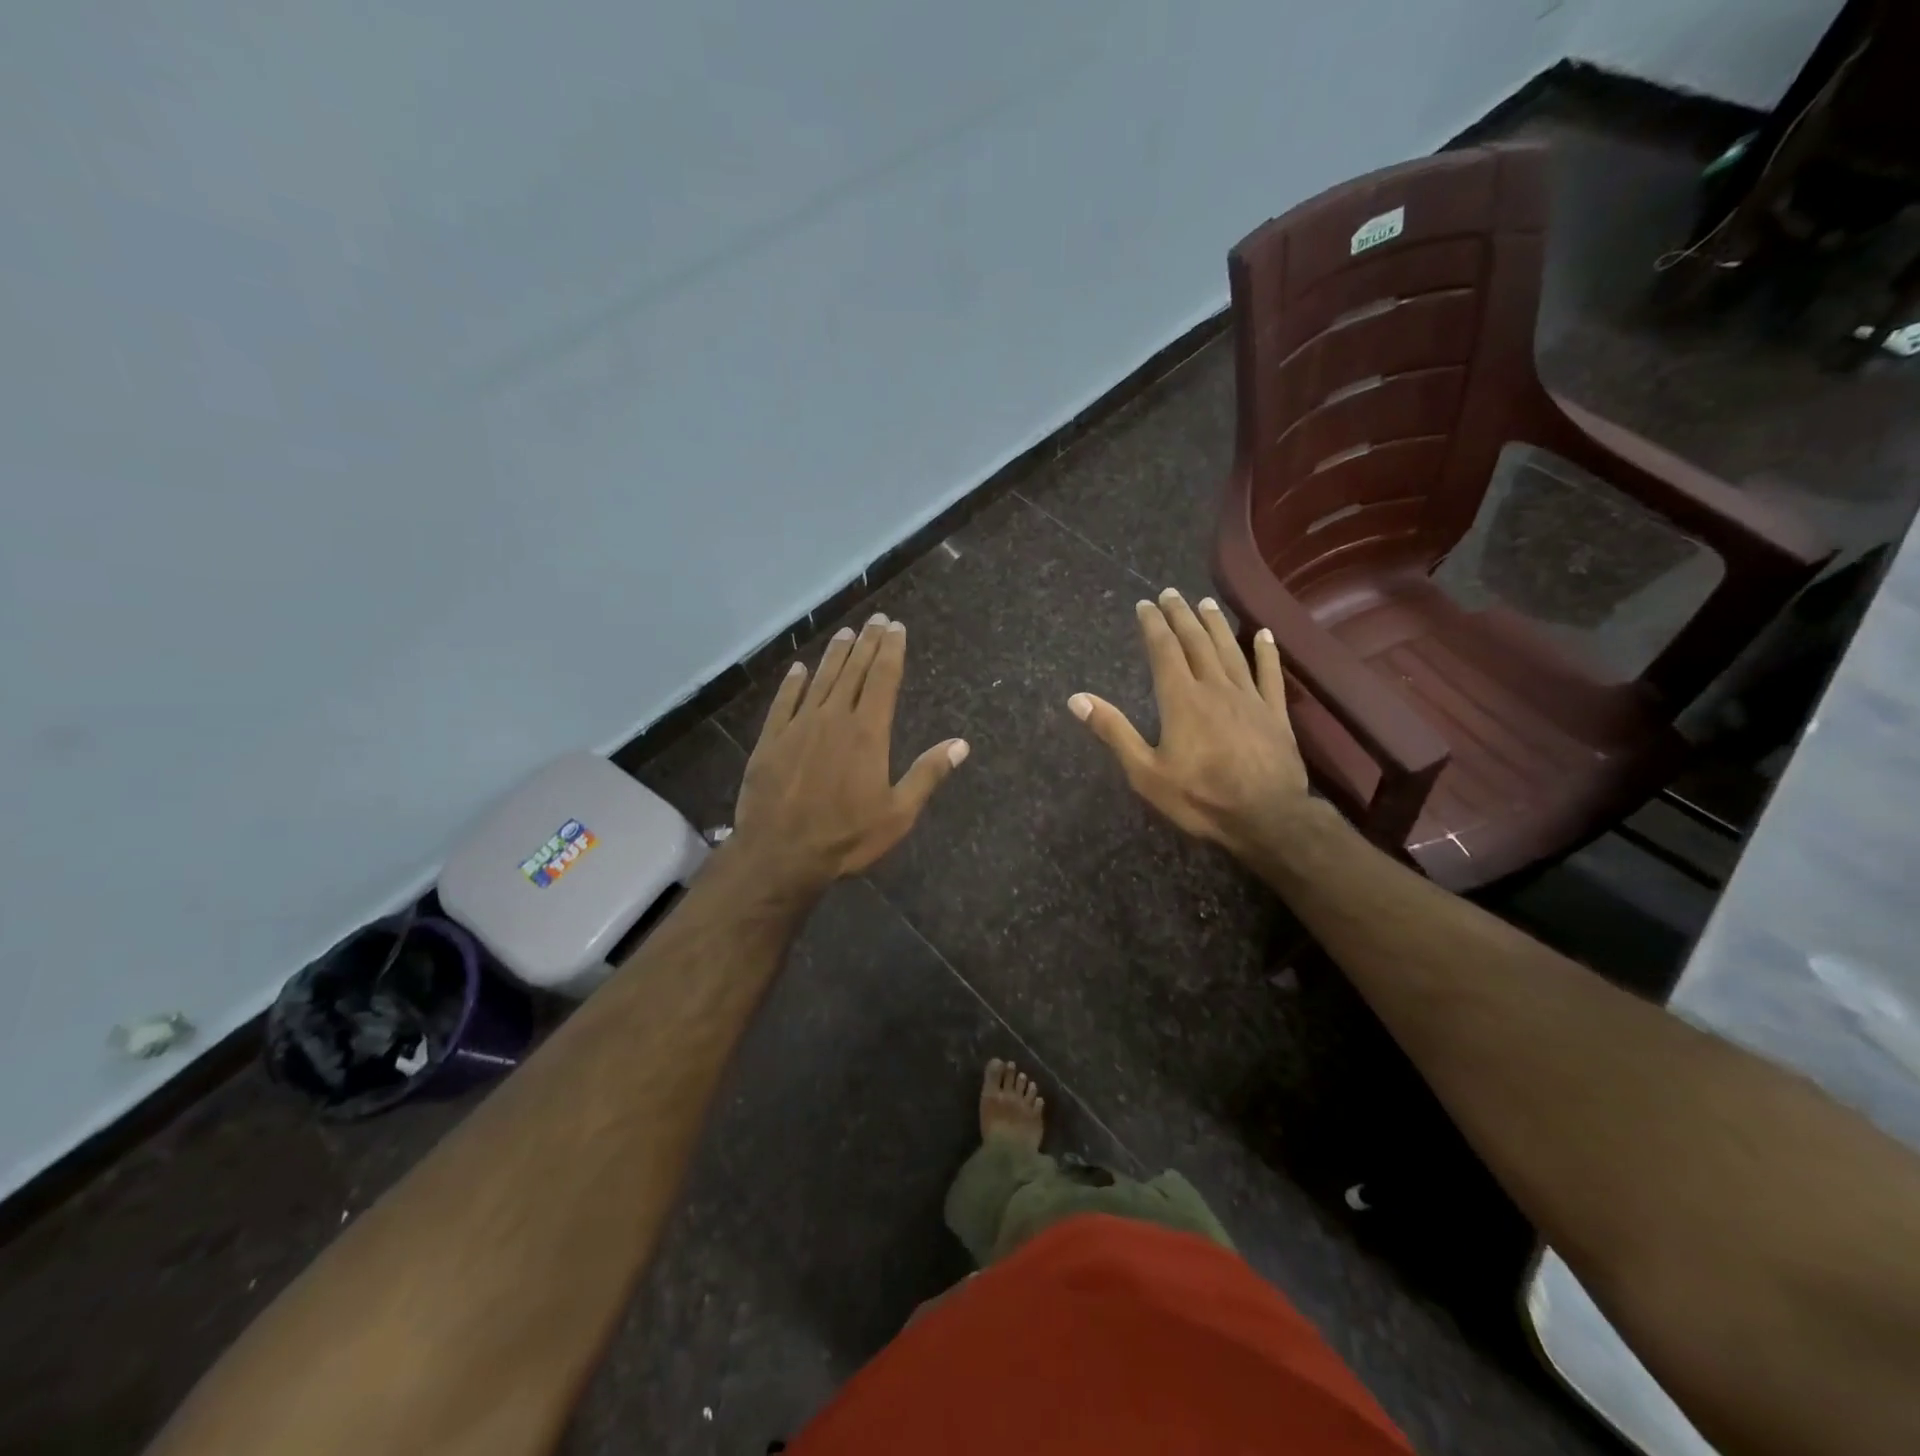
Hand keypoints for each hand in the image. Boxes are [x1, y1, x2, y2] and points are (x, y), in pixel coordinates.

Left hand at [733, 612, 967, 893]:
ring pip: (820, 679)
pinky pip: (783, 702)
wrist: (780, 855)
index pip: (883, 679)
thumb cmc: (846, 837)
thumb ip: (927, 774)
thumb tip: (962, 744)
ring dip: (834, 654)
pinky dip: (793, 683)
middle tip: (875, 619)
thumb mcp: (898, 814)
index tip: (896, 627)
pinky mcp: (770, 740)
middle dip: (867, 643)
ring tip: (845, 633)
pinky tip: (799, 669)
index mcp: (868, 733)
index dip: (891, 650)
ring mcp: (798, 726)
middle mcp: (833, 718)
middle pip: (853, 671)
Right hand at [1068, 588, 1307, 859]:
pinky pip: (1271, 674)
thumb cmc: (1200, 797)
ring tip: (1206, 603)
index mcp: (1181, 700)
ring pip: (1230, 650)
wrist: (1266, 817)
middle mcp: (1215, 687)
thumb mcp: (1145, 772)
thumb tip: (1076, 699)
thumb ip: (1114, 731)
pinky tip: (1264, 634)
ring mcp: (1249, 697)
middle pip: (1197, 642)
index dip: (1154, 625)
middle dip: (1182, 615)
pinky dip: (1266, 652)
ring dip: (1216, 624)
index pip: (1164, 651)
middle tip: (1172, 593)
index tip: (1145, 604)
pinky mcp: (1275, 712)